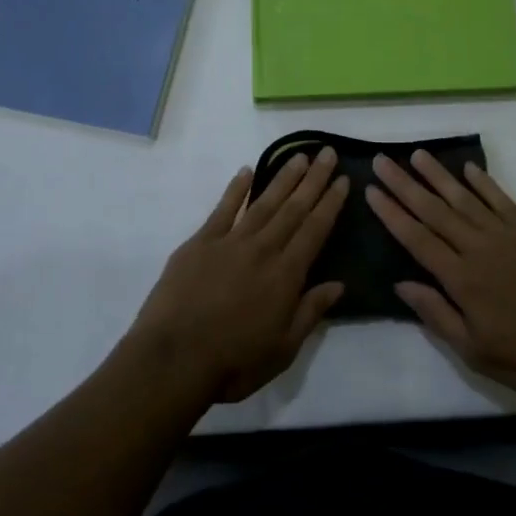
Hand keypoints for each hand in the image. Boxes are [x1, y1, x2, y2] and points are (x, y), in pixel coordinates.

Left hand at [131, 148, 347, 402]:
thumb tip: (338, 284)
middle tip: (327, 153)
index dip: (331, 203)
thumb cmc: (233, 362)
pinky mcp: (200, 243)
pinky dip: (237, 189)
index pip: (315, 230)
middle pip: (293, 208)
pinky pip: (223, 209)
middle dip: (313, 180)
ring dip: (283, 178)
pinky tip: (247, 171)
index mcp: (286, 275)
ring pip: (263, 202)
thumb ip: (310, 312)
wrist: (173, 359)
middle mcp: (263, 249)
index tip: (343, 179)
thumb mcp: (283, 349)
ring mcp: (230, 242)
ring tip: (299, 156)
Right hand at [366, 152, 515, 396]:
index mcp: (462, 279)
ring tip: (416, 154)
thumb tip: (401, 283)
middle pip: (434, 210)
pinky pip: (502, 199)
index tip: (371, 190)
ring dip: (438, 175)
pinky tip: (468, 169)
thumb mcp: (475, 352)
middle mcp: (480, 248)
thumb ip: (437, 315)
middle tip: (382, 161)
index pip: (417, 239)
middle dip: (405, 185)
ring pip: (465, 198)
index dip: (392, 214)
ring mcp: (508, 234)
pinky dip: (483, 182)